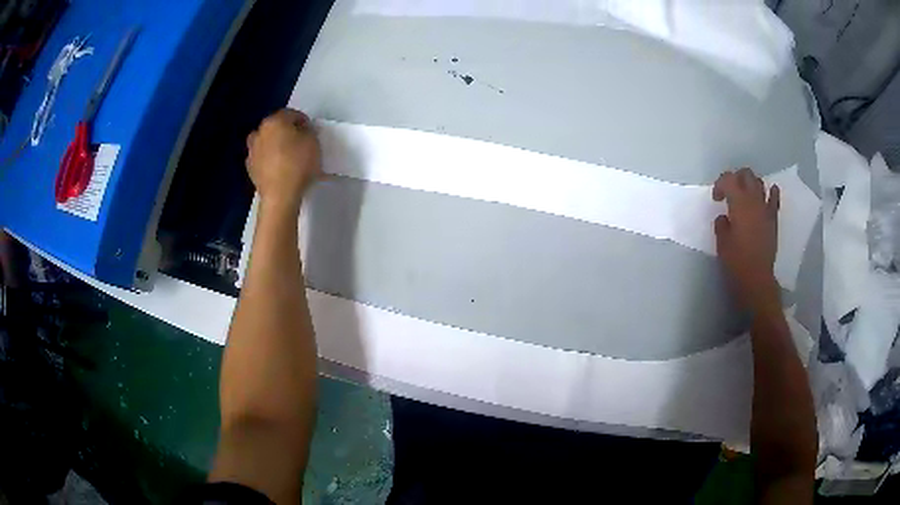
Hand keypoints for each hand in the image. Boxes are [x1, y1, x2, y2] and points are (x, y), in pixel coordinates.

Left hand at [246, 109, 322, 213]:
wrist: (280, 195)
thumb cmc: (298, 164)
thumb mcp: (313, 141)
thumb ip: (307, 130)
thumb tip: (301, 130)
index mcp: (274, 121)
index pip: (290, 113)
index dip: (302, 120)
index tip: (310, 130)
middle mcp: (259, 132)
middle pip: (274, 126)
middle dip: (285, 131)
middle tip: (298, 141)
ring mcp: (252, 151)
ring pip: (265, 142)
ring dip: (273, 144)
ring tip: (285, 154)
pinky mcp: (250, 168)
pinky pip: (261, 158)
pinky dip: (268, 159)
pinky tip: (277, 168)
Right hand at [713, 168, 780, 312]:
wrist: (756, 279)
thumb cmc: (736, 262)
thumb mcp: (722, 242)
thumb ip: (722, 224)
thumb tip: (725, 217)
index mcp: (738, 203)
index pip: (728, 179)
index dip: (720, 184)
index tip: (716, 198)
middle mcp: (753, 200)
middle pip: (745, 175)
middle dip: (736, 178)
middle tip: (729, 192)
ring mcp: (765, 209)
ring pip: (759, 183)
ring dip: (751, 184)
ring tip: (745, 195)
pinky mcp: (773, 219)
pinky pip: (774, 199)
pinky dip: (771, 192)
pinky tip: (768, 193)